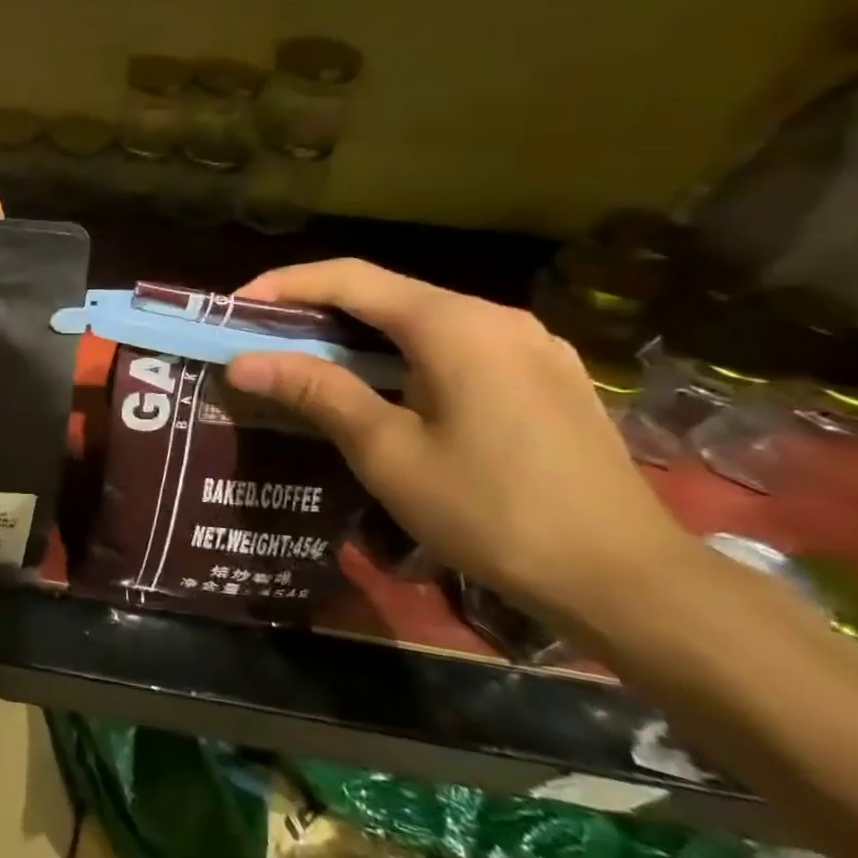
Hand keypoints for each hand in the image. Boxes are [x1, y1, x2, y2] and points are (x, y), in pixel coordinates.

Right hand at [224, 259, 687, 615]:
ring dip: (359, 334)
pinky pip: (456, 345)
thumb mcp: (386, 451)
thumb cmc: (489, 510)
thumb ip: (316, 391)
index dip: (285, 285)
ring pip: (422, 320)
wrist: (623, 578)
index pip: (350, 279)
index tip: (234, 308)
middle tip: (261, 339)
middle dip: (316, 309)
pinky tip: (383, 388)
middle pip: (387, 294)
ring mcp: (530, 346)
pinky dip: (402, 353)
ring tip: (309, 363)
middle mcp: (497, 318)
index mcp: (456, 326)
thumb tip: (242, 362)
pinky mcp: (546, 376)